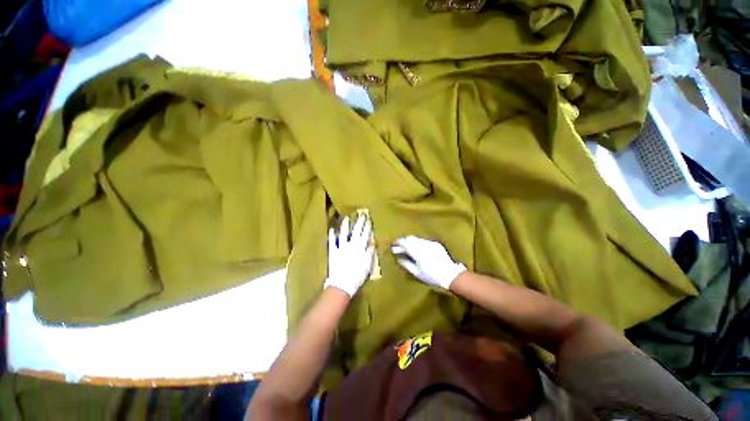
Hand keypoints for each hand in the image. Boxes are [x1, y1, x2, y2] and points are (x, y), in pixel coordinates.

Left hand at [324, 215, 374, 296]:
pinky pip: (332, 242)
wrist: (342, 283)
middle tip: (361, 215)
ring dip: (345, 225)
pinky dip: (332, 235)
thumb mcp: (367, 266)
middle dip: (359, 223)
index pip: (365, 235)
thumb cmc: (357, 276)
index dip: (367, 227)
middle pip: (356, 232)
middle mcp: (351, 245)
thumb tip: (372, 244)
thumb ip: (369, 254)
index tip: (368, 220)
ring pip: (343, 234)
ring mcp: (341, 247)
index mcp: (360, 248)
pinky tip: (332, 230)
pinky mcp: (333, 252)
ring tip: (346, 218)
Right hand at [391, 236, 466, 289]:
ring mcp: (431, 243)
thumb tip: (398, 258)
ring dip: (410, 242)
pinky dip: (418, 243)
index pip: (405, 243)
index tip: (393, 245)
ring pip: (417, 238)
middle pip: (410, 238)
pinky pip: (424, 240)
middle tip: (399, 247)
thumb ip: (406, 264)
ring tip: (407, 248)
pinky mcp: (436, 244)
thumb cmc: (432, 276)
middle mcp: (424, 245)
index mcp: (418, 252)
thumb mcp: (417, 273)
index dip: (398, 243)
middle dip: (403, 241)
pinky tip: (417, 249)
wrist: (451, 275)